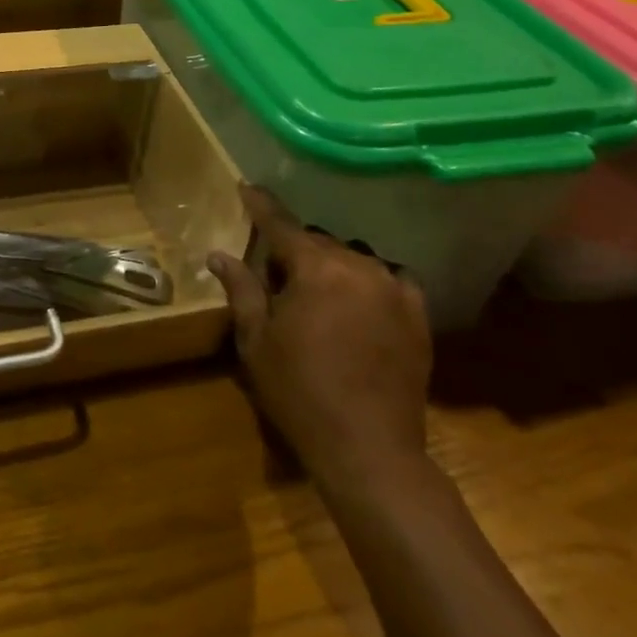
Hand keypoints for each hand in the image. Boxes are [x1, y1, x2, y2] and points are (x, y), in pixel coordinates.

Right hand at [209, 184, 430, 488]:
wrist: (369, 450)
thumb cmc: (300, 392)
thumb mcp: (257, 341)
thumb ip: (241, 289)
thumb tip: (218, 254)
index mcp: (315, 268)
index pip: (281, 224)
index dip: (261, 205)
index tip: (247, 187)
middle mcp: (358, 266)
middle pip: (318, 241)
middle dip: (295, 248)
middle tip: (276, 271)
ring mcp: (394, 288)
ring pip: (353, 258)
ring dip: (332, 265)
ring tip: (318, 291)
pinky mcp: (417, 314)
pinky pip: (390, 278)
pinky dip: (370, 281)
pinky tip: (361, 298)